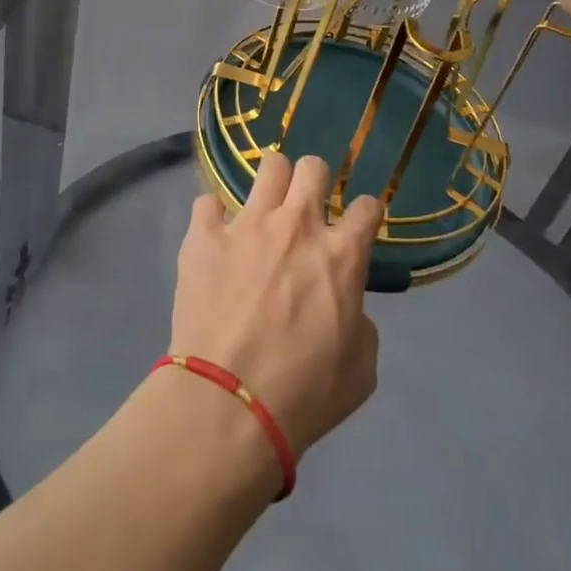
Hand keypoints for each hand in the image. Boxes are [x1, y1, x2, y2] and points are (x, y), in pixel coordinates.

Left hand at [169, 153, 381, 459]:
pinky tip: (215, 238)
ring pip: (268, 167)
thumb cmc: (303, 393)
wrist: (228, 402)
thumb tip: (346, 308)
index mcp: (340, 255)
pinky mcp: (204, 235)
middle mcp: (296, 225)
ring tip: (264, 209)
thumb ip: (360, 324)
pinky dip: (213, 218)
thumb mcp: (360, 370)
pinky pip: (208, 202)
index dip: (365, 213)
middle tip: (305, 209)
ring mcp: (247, 224)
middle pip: (313, 167)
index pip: (367, 207)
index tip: (358, 224)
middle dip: (315, 181)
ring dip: (272, 185)